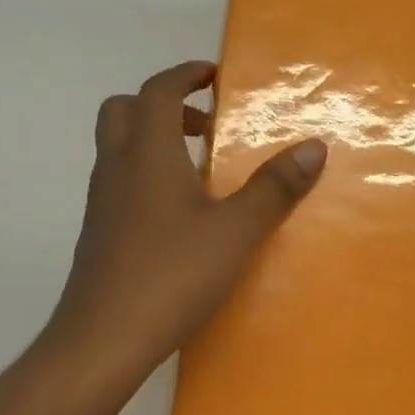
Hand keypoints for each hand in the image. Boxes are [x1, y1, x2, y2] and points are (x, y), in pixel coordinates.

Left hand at [30, 60, 326, 391]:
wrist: (102, 340)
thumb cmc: (172, 275)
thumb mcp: (237, 231)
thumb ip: (275, 188)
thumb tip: (314, 147)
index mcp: (148, 154)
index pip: (158, 91)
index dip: (185, 75)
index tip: (214, 75)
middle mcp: (117, 168)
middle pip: (124, 110)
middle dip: (164, 104)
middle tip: (206, 124)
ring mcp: (102, 202)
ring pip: (119, 147)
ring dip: (155, 139)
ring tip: (201, 168)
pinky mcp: (100, 233)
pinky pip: (120, 181)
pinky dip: (147, 173)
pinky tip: (181, 213)